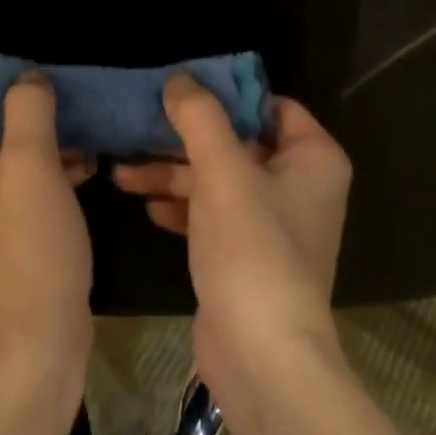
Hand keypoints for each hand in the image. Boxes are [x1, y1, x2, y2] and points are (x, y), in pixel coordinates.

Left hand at [0, 74, 94, 389]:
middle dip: (6, 113)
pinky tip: (82, 170)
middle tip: (49, 107)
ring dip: (30, 144)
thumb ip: (27, 112)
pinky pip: (7, 193)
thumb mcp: (31, 170)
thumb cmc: (26, 252)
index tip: (4, 87)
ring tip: (77, 136)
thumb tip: (26, 80)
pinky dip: (37, 174)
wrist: (35, 350)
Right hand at [112, 77, 351, 395]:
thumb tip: (180, 79)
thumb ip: (201, 118)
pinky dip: (184, 207)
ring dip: (174, 175)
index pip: (270, 106)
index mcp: (313, 157)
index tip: (178, 89)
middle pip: (237, 143)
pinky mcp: (248, 255)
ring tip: (122, 172)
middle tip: (136, 128)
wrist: (261, 355)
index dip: (226, 94)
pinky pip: (214, 215)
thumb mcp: (223, 172)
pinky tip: (146, 206)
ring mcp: (274, 223)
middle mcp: (300, 185)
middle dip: (185, 139)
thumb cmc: (252, 249)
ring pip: (219, 181)